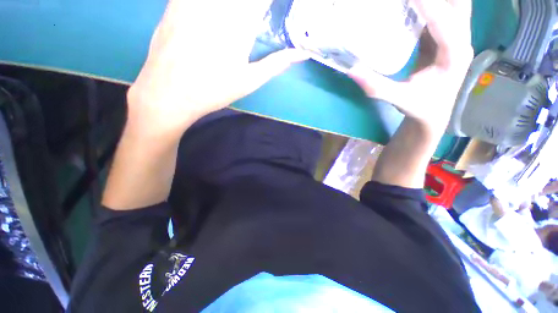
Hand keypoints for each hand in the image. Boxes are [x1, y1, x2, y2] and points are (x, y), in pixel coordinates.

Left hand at [126, 0, 306, 139]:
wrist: (169, 93)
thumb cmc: (214, 90)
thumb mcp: (249, 80)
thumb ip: (276, 63)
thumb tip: (302, 54)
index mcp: (241, 25)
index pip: (261, 2)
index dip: (268, 4)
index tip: (269, 10)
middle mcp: (218, 7)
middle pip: (242, 2)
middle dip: (251, 9)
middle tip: (255, 18)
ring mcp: (193, 2)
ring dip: (233, 9)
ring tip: (229, 34)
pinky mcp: (174, 2)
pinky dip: (209, 6)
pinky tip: (216, 16)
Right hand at [349, 0, 472, 131]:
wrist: (433, 114)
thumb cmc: (420, 108)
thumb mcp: (398, 99)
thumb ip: (377, 86)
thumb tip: (352, 70)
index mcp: (455, 56)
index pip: (445, 22)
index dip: (428, 4)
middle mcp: (460, 41)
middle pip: (458, 5)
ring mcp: (454, 38)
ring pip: (452, 6)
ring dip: (435, 0)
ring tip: (410, 0)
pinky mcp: (443, 39)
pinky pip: (439, 14)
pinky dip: (428, 6)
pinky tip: (411, 5)